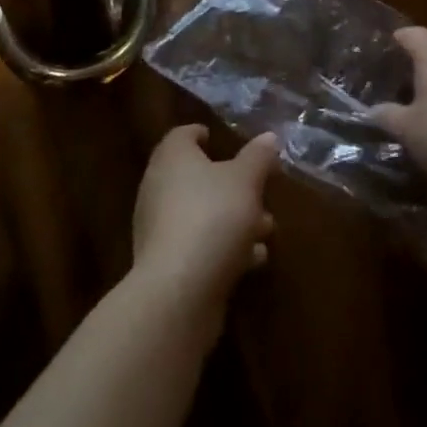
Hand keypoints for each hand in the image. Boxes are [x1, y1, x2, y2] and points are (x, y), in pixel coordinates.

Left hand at [132, 125, 278, 324]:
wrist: (178, 293)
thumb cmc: (212, 217)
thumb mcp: (246, 180)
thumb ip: (258, 157)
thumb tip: (268, 137)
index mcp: (172, 156)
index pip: (183, 135)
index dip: (201, 134)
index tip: (218, 139)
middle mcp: (158, 186)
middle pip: (195, 176)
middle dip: (228, 183)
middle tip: (257, 189)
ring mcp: (159, 228)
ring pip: (200, 213)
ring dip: (232, 218)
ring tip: (266, 228)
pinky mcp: (166, 265)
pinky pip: (197, 245)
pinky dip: (223, 247)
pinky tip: (253, 260)